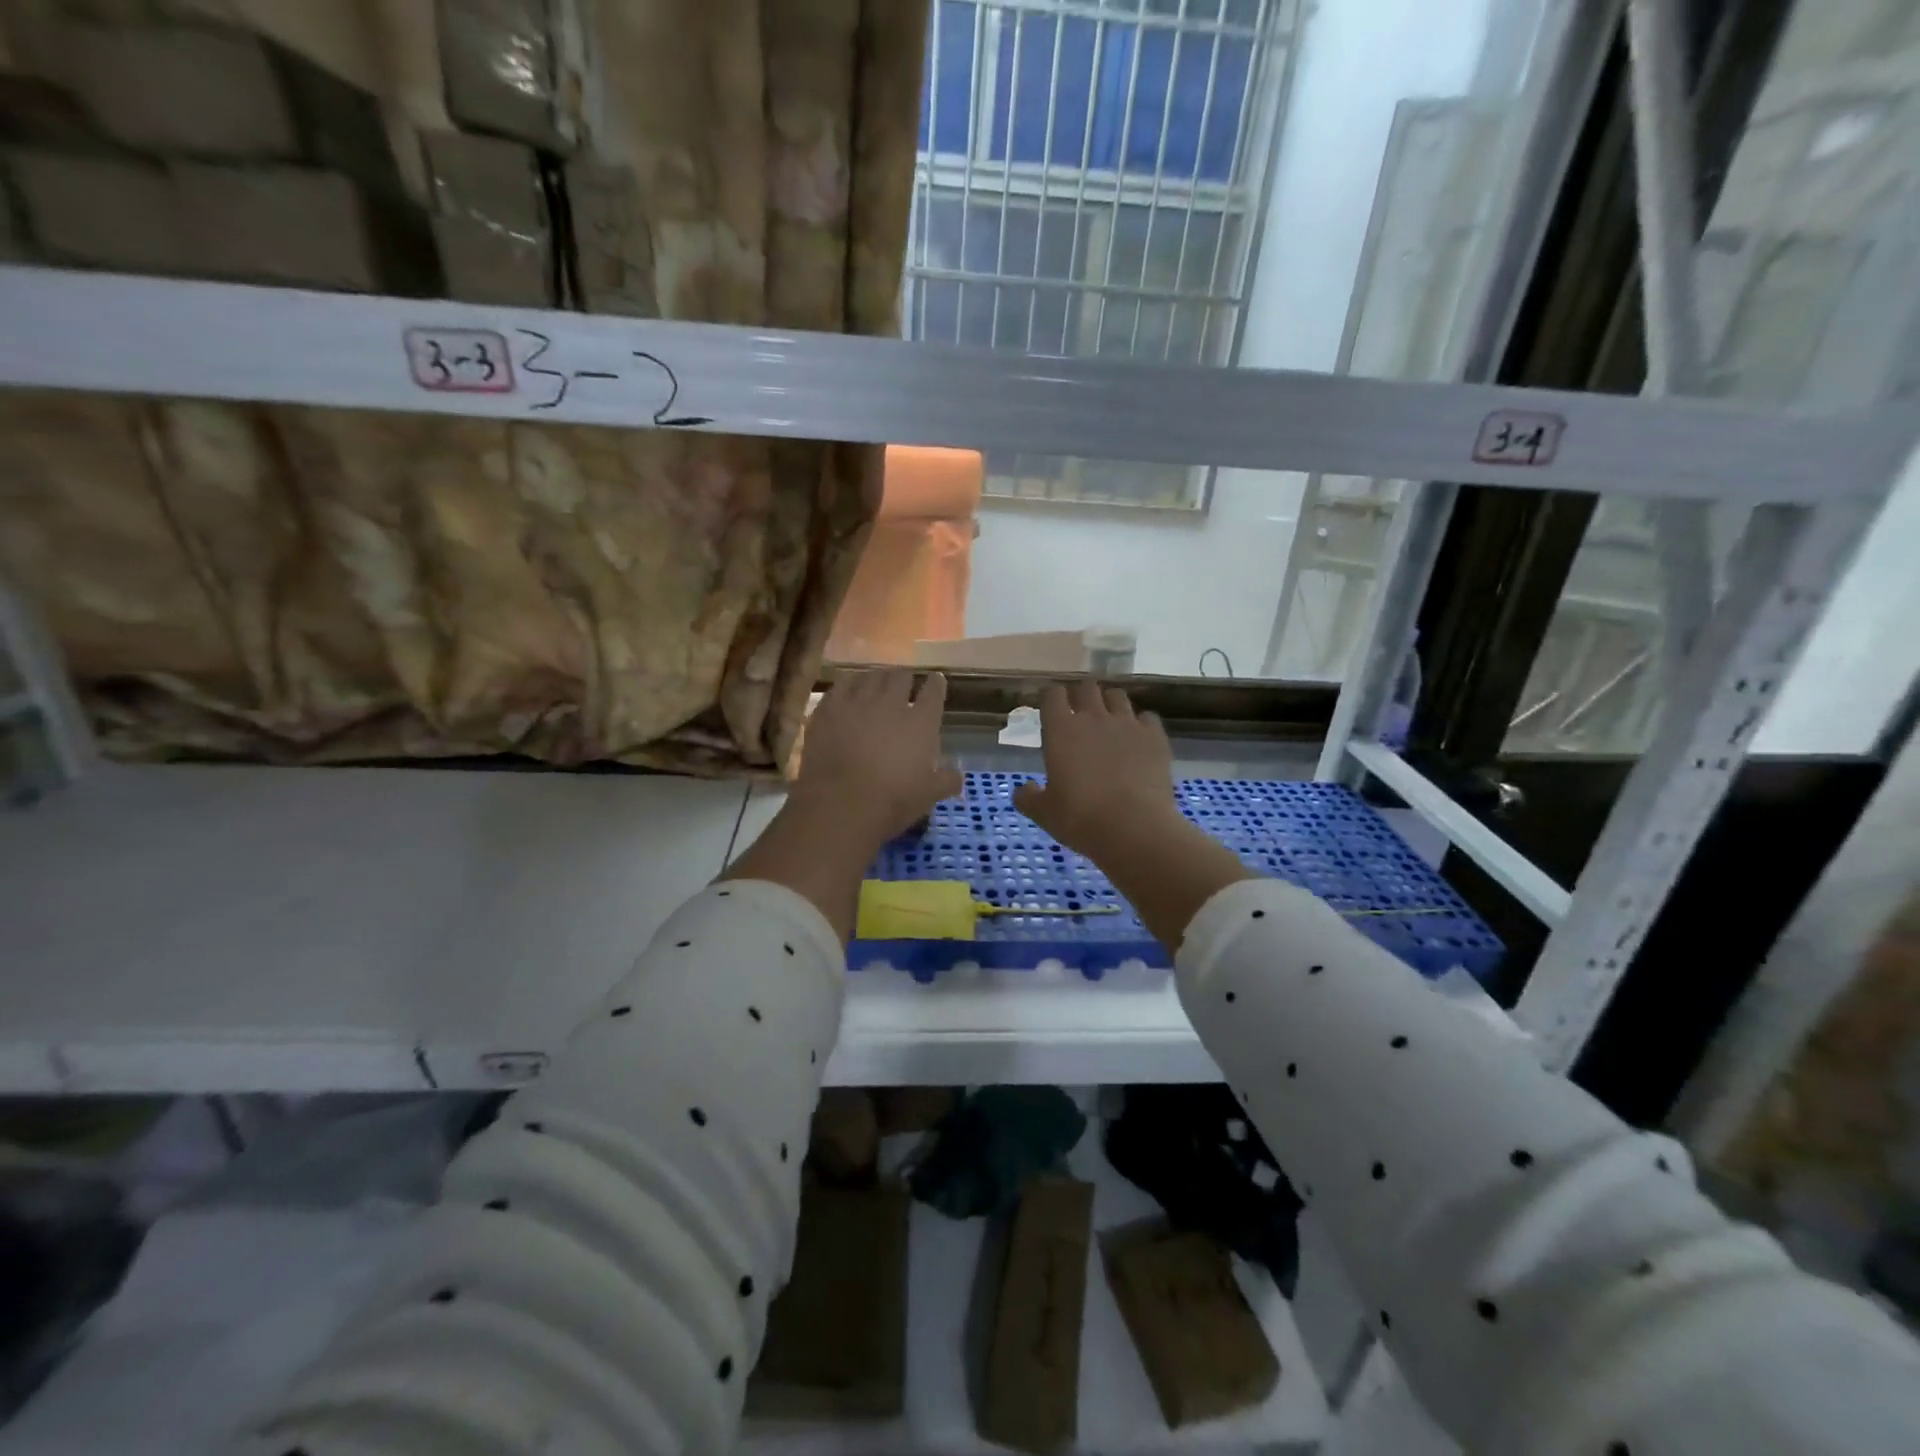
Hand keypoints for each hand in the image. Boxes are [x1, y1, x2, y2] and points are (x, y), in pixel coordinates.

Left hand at [794, 670, 962, 845]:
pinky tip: (849, 688)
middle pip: (901, 676)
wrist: (840, 804)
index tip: (936, 680)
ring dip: (877, 677)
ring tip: (876, 681)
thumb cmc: (892, 800)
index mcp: (920, 722)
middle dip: (905, 677)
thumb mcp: (928, 795)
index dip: (936, 683)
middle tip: (904, 682)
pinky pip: (841, 685)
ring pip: (870, 675)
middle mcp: (890, 703)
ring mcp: (857, 702)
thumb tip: (958, 776)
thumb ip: (946, 781)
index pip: (933, 691)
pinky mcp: (828, 709)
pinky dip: (849, 683)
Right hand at [1013, 681, 1179, 856]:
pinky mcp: (1155, 736)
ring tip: (1110, 722)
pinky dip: (1141, 724)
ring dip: (1110, 704)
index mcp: (1060, 730)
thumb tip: (1023, 789)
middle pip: (1086, 687)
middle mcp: (1093, 717)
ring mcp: (1127, 723)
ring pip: (1117, 696)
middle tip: (1080, 714)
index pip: (1052, 694)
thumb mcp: (1044, 813)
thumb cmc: (1080, 819)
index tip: (1051, 709)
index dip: (1051, 698)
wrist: (1134, 828)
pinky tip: (1138, 740)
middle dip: (1081, 696)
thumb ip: (1028, 798)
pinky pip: (1147, 717)